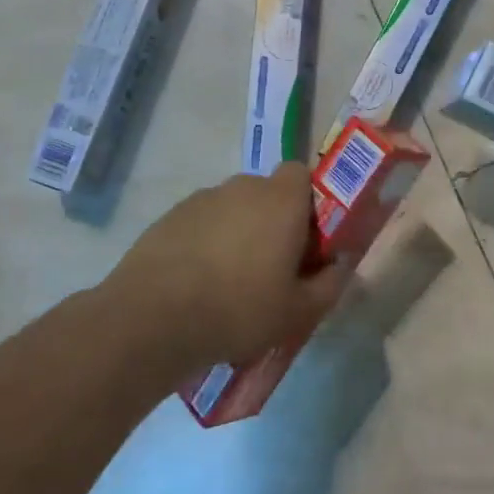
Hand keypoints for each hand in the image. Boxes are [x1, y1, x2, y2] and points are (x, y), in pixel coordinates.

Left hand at [99, 164, 351, 384]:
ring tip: (231, 281)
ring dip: (239, 232)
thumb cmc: (240, 308)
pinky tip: (198, 283)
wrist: (153, 319)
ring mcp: (201, 200)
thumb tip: (340, 267)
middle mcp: (242, 187)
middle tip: (274, 266)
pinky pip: (202, 224)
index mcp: (281, 200)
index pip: (302, 174)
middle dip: (274, 221)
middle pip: (267, 193)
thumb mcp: (299, 311)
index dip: (308, 203)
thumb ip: (330, 284)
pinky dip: (206, 243)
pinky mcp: (169, 218)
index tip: (307, 240)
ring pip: (232, 209)